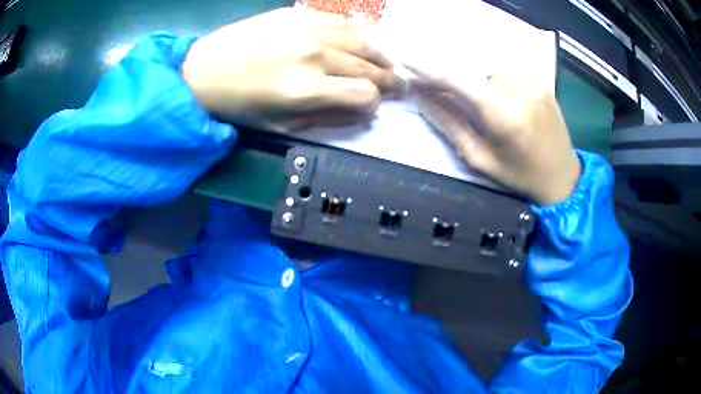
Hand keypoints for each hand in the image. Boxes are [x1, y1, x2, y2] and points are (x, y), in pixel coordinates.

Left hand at [182, 7, 402, 129]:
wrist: (202, 71)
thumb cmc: (238, 106)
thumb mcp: (279, 126)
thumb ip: (325, 117)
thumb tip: (359, 110)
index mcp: (307, 90)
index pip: (365, 94)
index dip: (373, 103)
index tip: (370, 105)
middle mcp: (314, 56)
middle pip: (370, 66)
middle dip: (386, 79)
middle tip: (396, 83)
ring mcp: (307, 29)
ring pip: (363, 40)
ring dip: (379, 54)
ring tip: (384, 62)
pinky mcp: (297, 14)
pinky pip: (341, 21)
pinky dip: (357, 33)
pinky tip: (359, 41)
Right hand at [410, 70, 580, 205]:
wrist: (563, 177)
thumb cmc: (520, 176)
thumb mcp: (480, 160)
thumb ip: (450, 125)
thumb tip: (422, 97)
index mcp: (503, 115)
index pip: (457, 80)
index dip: (428, 68)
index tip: (405, 61)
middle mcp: (519, 90)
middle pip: (473, 71)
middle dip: (459, 83)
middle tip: (455, 100)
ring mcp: (534, 82)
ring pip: (490, 69)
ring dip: (481, 82)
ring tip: (489, 107)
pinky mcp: (542, 81)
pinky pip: (508, 70)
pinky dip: (498, 81)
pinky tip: (506, 100)